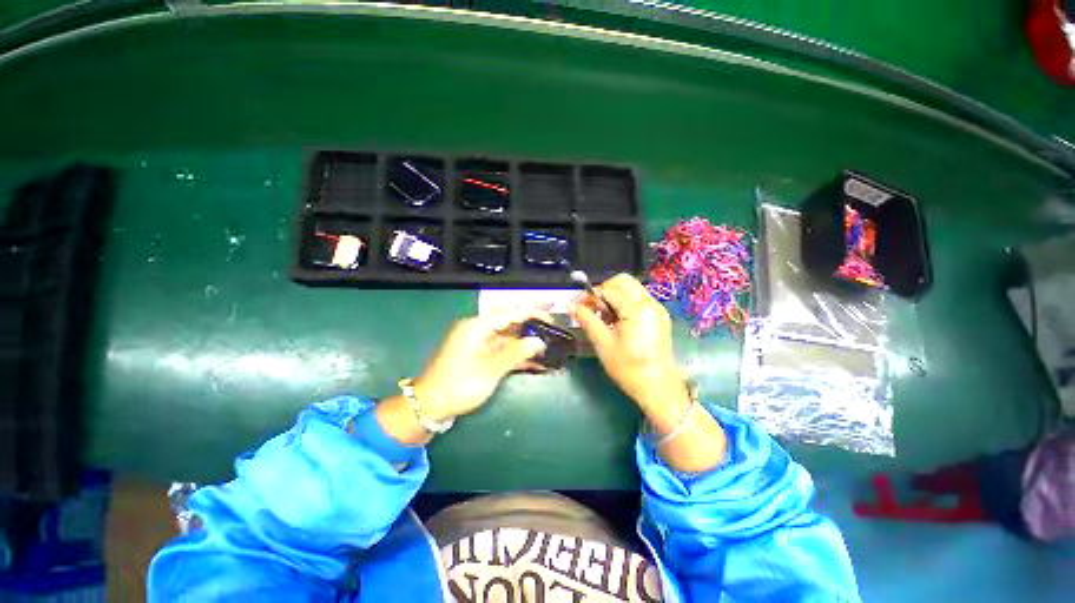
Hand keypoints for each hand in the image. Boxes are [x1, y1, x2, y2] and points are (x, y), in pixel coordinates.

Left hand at [414, 307, 549, 421]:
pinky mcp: (480, 357)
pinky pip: (503, 351)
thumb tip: (538, 341)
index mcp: (478, 326)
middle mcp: (479, 330)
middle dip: (532, 326)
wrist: (430, 406)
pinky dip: (517, 355)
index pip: (510, 313)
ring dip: (527, 343)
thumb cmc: (459, 384)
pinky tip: (536, 361)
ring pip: (509, 338)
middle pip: (511, 323)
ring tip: (549, 345)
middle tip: (554, 328)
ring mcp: (480, 344)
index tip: (551, 316)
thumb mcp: (490, 369)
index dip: (532, 313)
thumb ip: (516, 353)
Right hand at [571, 274, 688, 414]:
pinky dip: (623, 303)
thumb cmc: (629, 368)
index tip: (575, 306)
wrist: (658, 388)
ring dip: (612, 296)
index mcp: (637, 308)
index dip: (589, 295)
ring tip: (602, 317)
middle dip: (602, 290)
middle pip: (622, 281)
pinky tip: (615, 321)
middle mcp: (650, 302)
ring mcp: (657, 308)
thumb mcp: (603, 343)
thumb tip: (572, 306)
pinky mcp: (658, 316)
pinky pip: (637, 299)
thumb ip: (587, 319)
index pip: (608, 289)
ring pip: (630, 289)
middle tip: (591, 308)